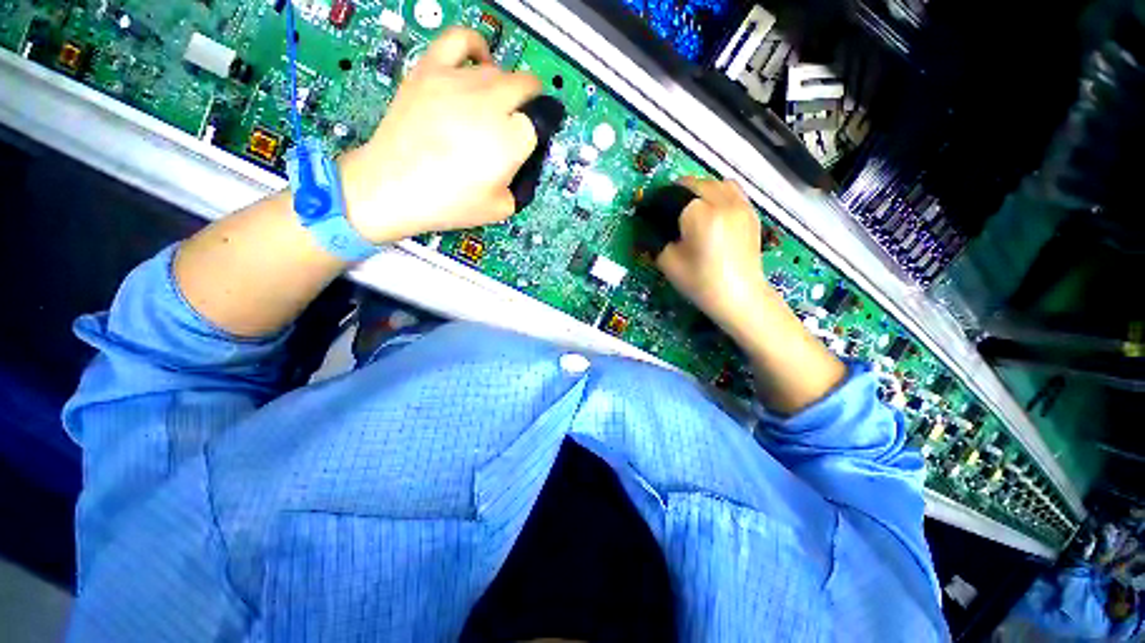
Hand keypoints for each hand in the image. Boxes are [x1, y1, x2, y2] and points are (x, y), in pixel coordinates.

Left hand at [339, 28, 541, 243]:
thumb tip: (525, 164)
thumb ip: (522, 185)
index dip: (538, 136)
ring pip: (499, 70)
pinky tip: (478, 64)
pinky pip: (461, 39)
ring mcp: (459, 80)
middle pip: (527, 87)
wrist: (393, 187)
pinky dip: (477, 47)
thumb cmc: (450, 204)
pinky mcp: (431, 69)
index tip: (530, 146)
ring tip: (494, 108)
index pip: (541, 123)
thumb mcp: (502, 207)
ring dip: (505, 89)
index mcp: (511, 140)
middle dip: (531, 107)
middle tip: (519, 125)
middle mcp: (491, 103)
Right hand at [656, 178, 773, 339]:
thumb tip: (651, 226)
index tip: (649, 211)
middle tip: (667, 210)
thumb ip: (657, 239)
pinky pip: (732, 191)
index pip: (673, 194)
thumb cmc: (701, 283)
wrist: (740, 296)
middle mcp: (722, 202)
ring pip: (715, 182)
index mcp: (700, 215)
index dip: (658, 202)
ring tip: (690, 206)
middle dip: (677, 193)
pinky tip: (712, 211)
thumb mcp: (668, 263)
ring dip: (699, 189)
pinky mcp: (751, 213)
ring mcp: (740, 205)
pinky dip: (718, 194)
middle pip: (694, 183)